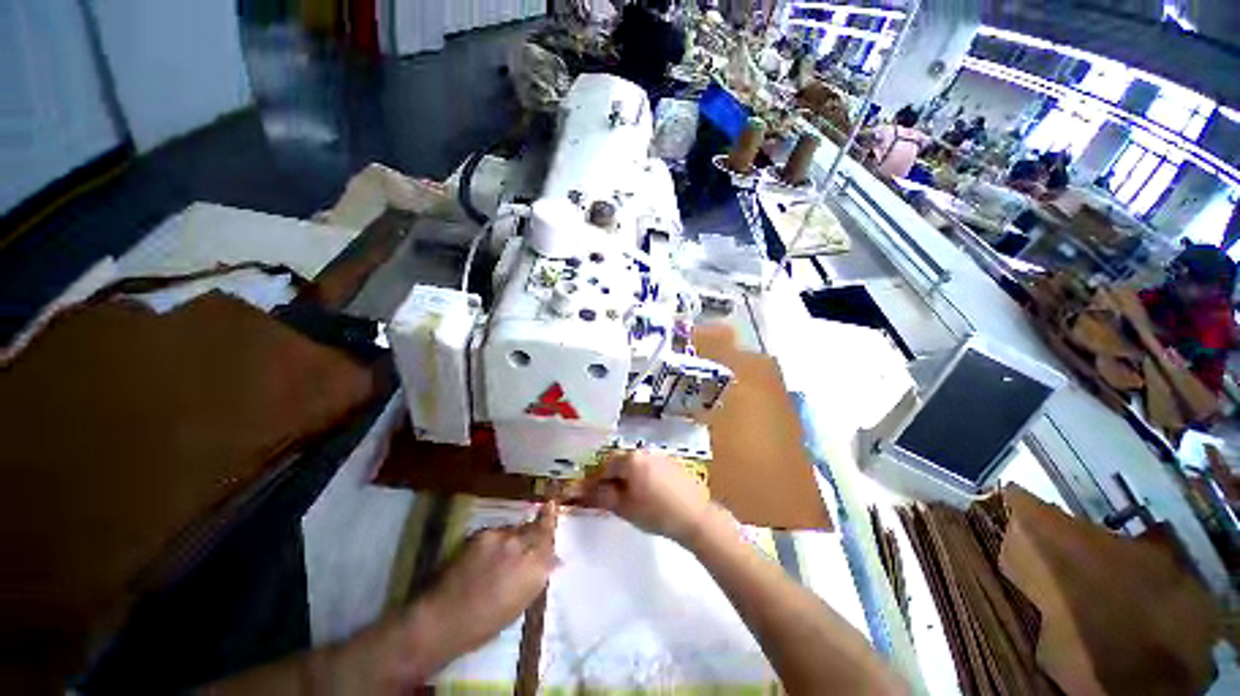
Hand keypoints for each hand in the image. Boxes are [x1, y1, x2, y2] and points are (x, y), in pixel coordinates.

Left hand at [419, 501, 558, 654]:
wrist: (444, 618)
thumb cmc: (485, 624)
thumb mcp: (520, 604)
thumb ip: (537, 576)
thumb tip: (553, 562)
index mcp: (537, 568)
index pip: (551, 536)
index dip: (551, 524)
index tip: (552, 509)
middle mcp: (524, 545)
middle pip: (537, 526)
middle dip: (537, 528)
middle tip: (532, 533)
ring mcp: (503, 536)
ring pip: (516, 528)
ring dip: (515, 536)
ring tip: (503, 552)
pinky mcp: (484, 532)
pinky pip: (497, 531)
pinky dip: (497, 539)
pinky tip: (486, 555)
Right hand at [575, 450, 714, 545]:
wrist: (694, 517)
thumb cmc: (655, 513)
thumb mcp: (623, 508)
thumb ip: (602, 496)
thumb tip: (581, 490)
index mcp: (631, 458)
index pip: (606, 464)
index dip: (598, 480)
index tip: (596, 496)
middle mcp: (645, 451)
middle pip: (623, 461)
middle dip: (616, 477)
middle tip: (615, 498)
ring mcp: (662, 456)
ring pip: (639, 464)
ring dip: (632, 476)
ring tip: (634, 498)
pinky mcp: (674, 463)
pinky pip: (653, 467)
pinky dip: (647, 477)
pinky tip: (653, 495)